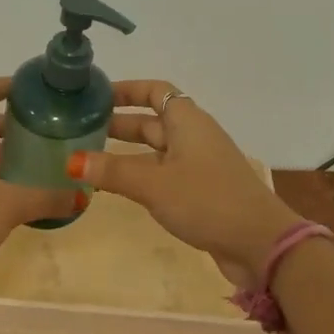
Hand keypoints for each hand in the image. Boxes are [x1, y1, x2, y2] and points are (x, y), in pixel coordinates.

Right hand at [66, 81, 303, 290]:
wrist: (260, 243)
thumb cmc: (207, 200)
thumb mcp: (154, 184)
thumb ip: (113, 172)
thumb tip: (72, 161)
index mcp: (187, 121)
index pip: (155, 91)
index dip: (126, 90)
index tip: (95, 96)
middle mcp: (194, 136)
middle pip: (153, 121)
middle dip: (119, 123)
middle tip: (82, 129)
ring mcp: (200, 164)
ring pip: (157, 150)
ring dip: (127, 152)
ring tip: (91, 159)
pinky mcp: (202, 191)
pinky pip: (165, 173)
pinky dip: (142, 175)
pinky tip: (120, 188)